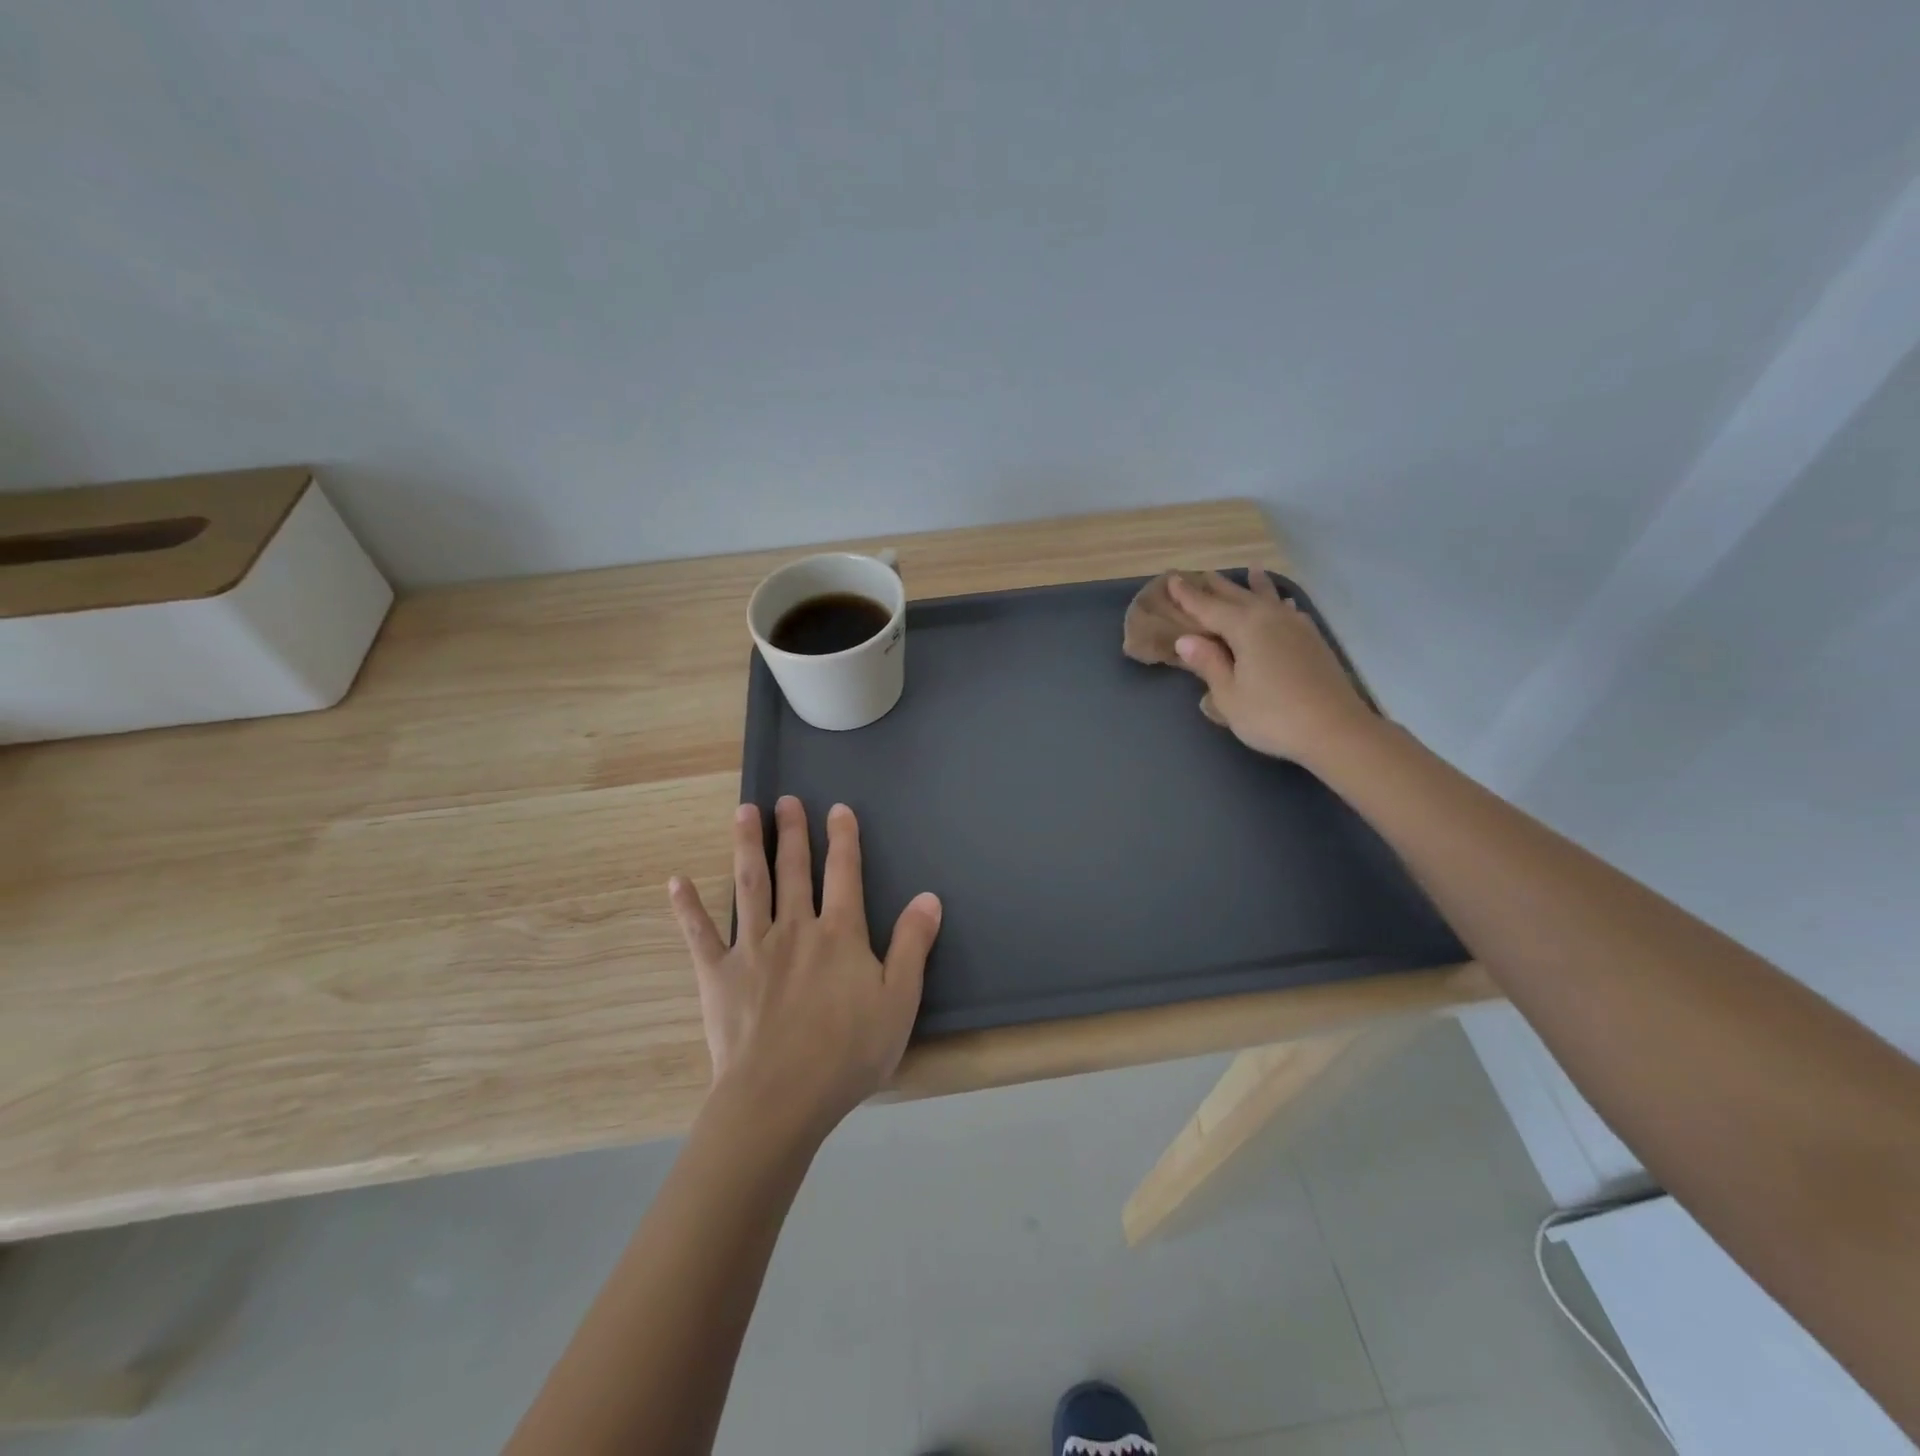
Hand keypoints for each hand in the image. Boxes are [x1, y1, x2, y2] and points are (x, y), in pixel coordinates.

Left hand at [667, 797, 941, 1137]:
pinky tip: (676, 881)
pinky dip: (687, 906)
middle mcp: (795, 928)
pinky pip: (699, 934)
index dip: (843, 838)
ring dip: (747, 846)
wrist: (780, 1098)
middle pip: (794, 869)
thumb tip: (929, 897)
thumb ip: (913, 945)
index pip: (845, 872)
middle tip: (785, 799)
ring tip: (744, 812)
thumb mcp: (899, 1001)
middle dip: (791, 832)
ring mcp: (752, 947)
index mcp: (840, 934)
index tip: (837, 808)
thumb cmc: (847, 1053)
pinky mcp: (718, 974)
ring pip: (749, 885)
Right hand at [1167, 570, 1375, 765]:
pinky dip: (1279, 603)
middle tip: (1202, 574)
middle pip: (1239, 597)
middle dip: (1219, 587)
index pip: (1208, 607)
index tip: (1172, 579)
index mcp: (1245, 627)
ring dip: (1256, 586)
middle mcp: (1270, 618)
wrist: (1336, 730)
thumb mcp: (1229, 695)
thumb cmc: (1272, 716)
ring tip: (1252, 571)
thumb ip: (1209, 664)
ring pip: (1269, 599)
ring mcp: (1296, 627)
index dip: (1188, 596)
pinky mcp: (1313, 641)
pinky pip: (1288, 611)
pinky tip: (1284, 604)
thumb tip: (1186, 639)